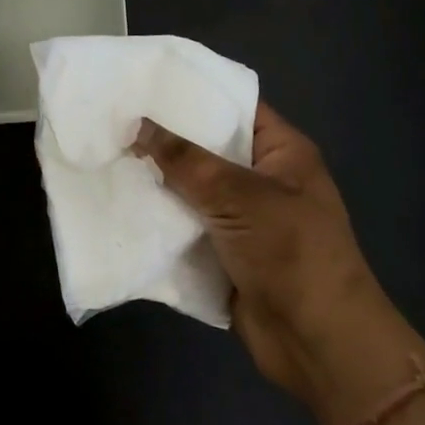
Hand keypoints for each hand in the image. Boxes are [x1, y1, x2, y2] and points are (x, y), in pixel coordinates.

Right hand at [134, 103, 396, 413]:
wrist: (318, 344)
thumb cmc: (290, 252)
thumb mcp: (237, 195)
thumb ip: (184, 159)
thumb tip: (137, 125)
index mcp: (281, 152)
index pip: (234, 105)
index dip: (194, 91)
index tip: (146, 80)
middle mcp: (262, 178)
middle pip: (208, 146)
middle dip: (165, 136)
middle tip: (114, 117)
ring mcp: (244, 218)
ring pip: (192, 187)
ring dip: (157, 178)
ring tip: (106, 152)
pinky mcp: (225, 252)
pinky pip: (187, 224)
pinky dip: (160, 216)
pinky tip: (119, 200)